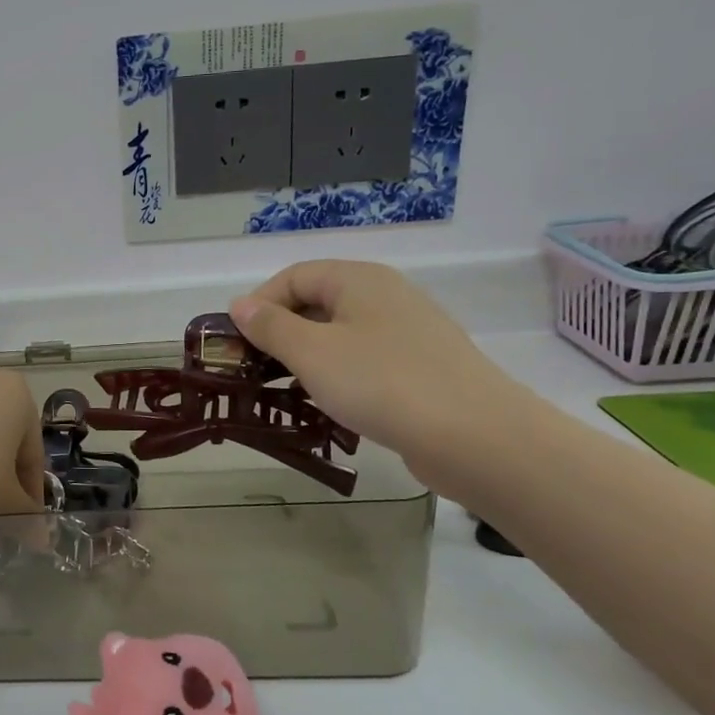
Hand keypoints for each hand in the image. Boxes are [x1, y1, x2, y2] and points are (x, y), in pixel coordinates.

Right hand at [230, 261, 527, 490]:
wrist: (476, 437)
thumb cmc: (381, 383)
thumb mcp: (311, 352)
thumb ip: (270, 326)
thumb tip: (240, 305)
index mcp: (359, 279)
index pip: (294, 276)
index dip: (259, 303)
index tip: (237, 341)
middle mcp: (386, 296)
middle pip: (318, 303)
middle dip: (281, 332)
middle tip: (255, 368)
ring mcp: (409, 332)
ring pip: (341, 335)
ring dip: (307, 358)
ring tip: (286, 390)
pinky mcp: (422, 368)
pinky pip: (366, 361)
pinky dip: (339, 376)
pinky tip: (330, 405)